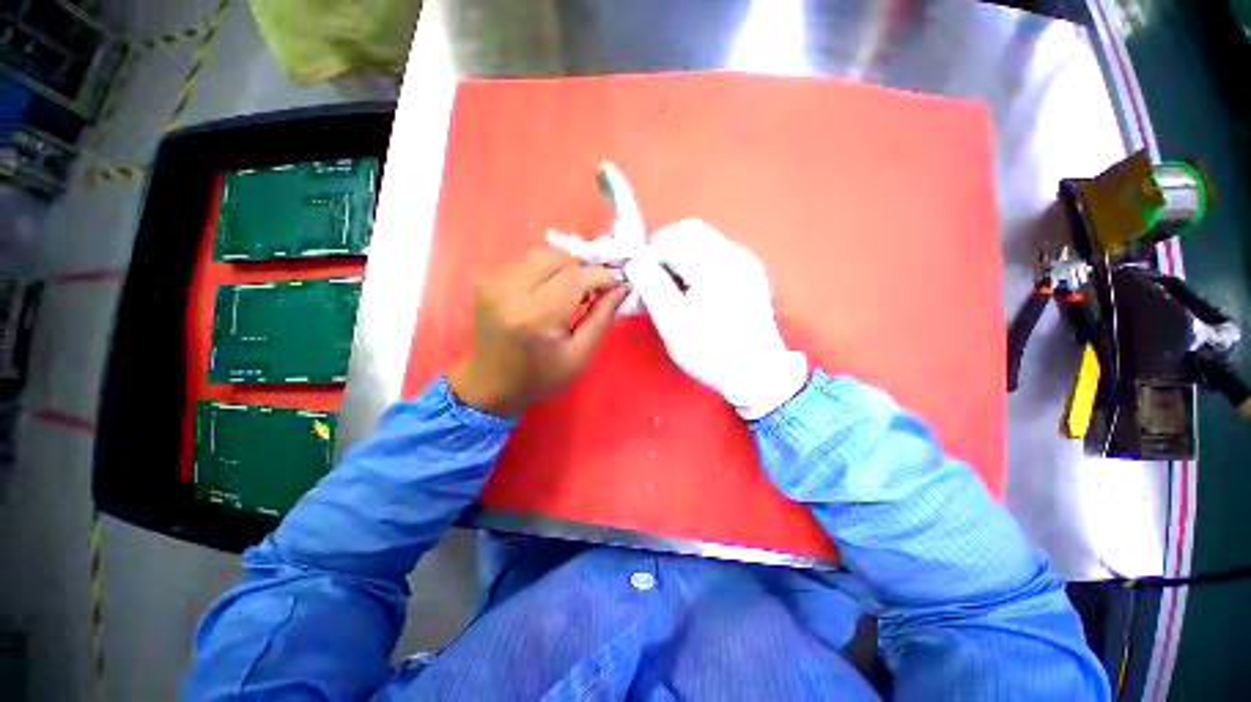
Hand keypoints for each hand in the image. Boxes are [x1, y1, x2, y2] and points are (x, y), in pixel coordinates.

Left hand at [449, 247, 627, 415]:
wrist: (490, 386)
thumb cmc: (540, 377)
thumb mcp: (580, 355)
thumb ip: (601, 318)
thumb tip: (620, 287)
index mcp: (535, 317)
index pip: (575, 278)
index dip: (601, 276)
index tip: (616, 284)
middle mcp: (509, 292)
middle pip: (555, 257)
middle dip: (580, 268)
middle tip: (590, 291)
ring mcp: (492, 284)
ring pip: (539, 255)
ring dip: (561, 270)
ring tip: (569, 294)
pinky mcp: (485, 282)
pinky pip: (524, 264)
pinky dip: (543, 273)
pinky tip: (546, 295)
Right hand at [624, 219, 807, 418]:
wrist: (757, 373)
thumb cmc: (711, 353)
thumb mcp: (673, 323)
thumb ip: (650, 286)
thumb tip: (634, 262)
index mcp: (716, 267)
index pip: (671, 239)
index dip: (647, 255)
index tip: (637, 278)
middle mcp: (734, 255)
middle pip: (688, 231)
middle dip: (662, 250)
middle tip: (650, 279)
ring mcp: (745, 261)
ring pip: (700, 240)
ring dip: (676, 256)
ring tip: (667, 286)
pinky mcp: (747, 271)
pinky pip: (712, 253)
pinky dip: (692, 263)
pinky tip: (688, 288)